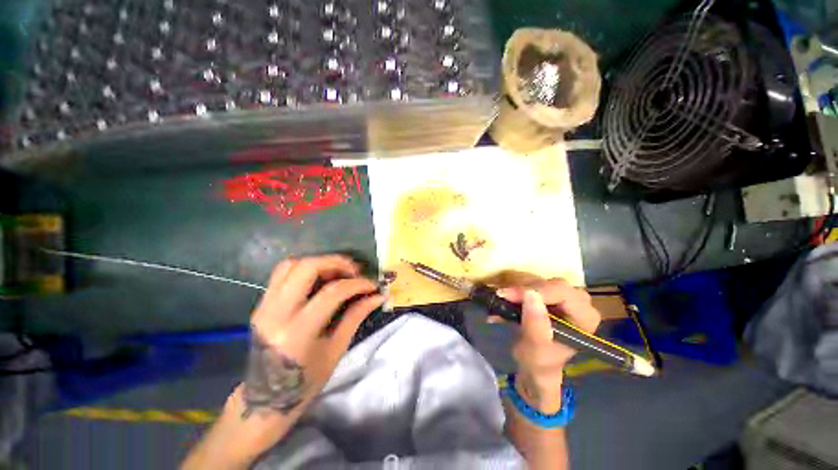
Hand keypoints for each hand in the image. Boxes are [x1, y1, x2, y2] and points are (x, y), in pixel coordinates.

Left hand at [242, 257, 382, 441]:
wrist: (264, 399)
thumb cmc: (305, 381)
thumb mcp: (336, 350)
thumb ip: (356, 316)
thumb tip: (377, 296)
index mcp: (297, 333)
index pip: (331, 293)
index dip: (357, 284)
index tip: (372, 285)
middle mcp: (276, 314)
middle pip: (306, 268)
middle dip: (336, 262)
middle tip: (354, 270)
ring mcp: (264, 306)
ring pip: (291, 265)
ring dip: (320, 262)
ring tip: (339, 271)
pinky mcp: (261, 303)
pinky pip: (283, 273)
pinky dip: (305, 268)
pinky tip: (320, 277)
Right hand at [495, 280, 600, 413]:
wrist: (534, 364)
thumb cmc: (539, 363)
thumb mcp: (536, 351)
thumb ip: (536, 327)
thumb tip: (530, 295)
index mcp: (585, 317)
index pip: (563, 293)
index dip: (535, 290)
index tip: (508, 295)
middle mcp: (578, 302)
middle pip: (549, 284)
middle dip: (523, 289)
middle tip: (501, 296)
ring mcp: (563, 295)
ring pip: (537, 279)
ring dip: (515, 287)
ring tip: (499, 299)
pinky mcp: (548, 292)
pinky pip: (529, 281)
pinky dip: (513, 287)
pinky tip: (502, 298)